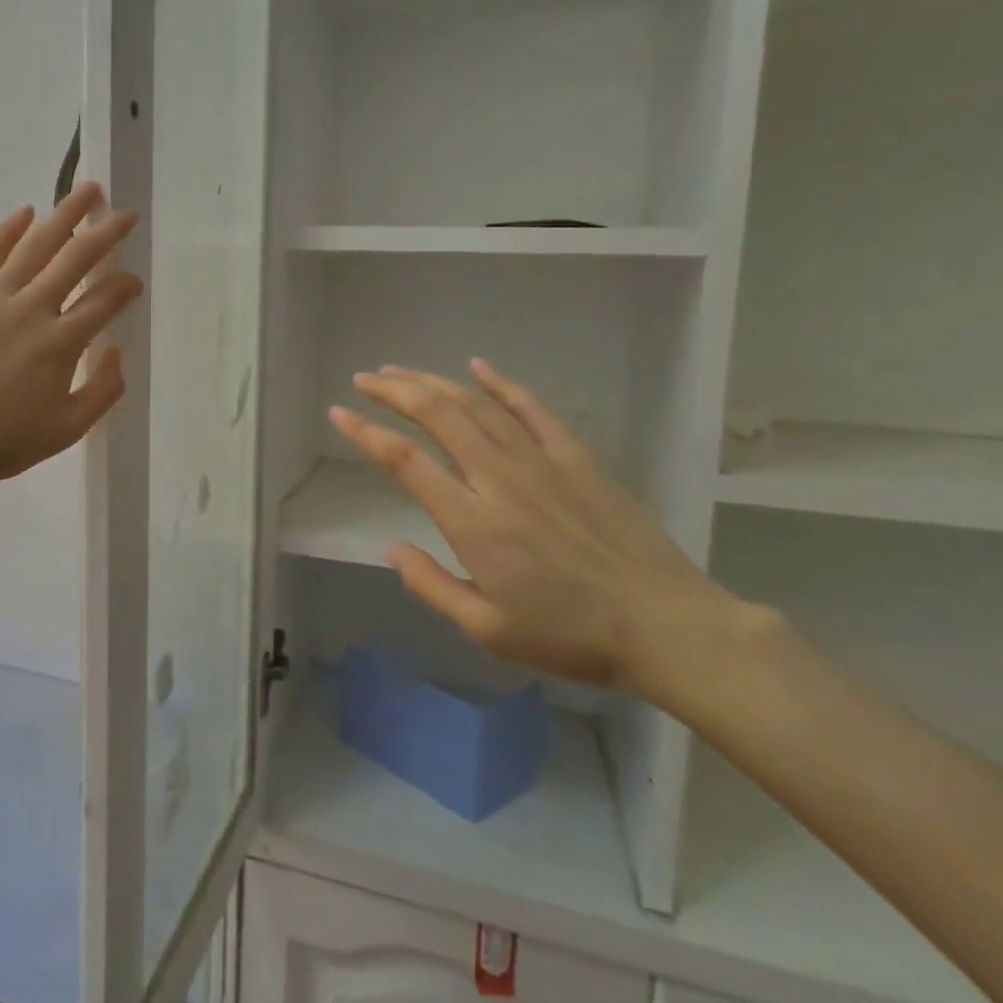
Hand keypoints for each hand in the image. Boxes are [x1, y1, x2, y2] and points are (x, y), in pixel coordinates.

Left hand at [0, 182, 142, 486]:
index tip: (133, 282)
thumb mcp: (69, 429)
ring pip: (35, 246)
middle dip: (105, 233)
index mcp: (60, 344)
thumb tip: (113, 349)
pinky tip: (27, 214)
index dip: (124, 288)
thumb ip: (104, 390)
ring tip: (86, 191)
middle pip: (76, 259)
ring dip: (64, 215)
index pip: (104, 302)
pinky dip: (9, 231)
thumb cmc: (6, 440)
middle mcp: (30, 310)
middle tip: (125, 215)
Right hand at [329, 361, 749, 703]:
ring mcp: (540, 461)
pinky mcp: (576, 456)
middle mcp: (498, 478)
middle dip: (394, 392)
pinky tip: (478, 367)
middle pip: (437, 416)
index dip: (366, 433)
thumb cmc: (569, 634)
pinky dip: (501, 384)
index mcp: (471, 521)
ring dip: (433, 383)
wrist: (663, 624)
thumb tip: (393, 547)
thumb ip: (431, 585)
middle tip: (365, 379)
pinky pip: (531, 408)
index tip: (339, 414)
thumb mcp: (487, 630)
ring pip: (476, 405)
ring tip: (401, 372)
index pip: (405, 461)